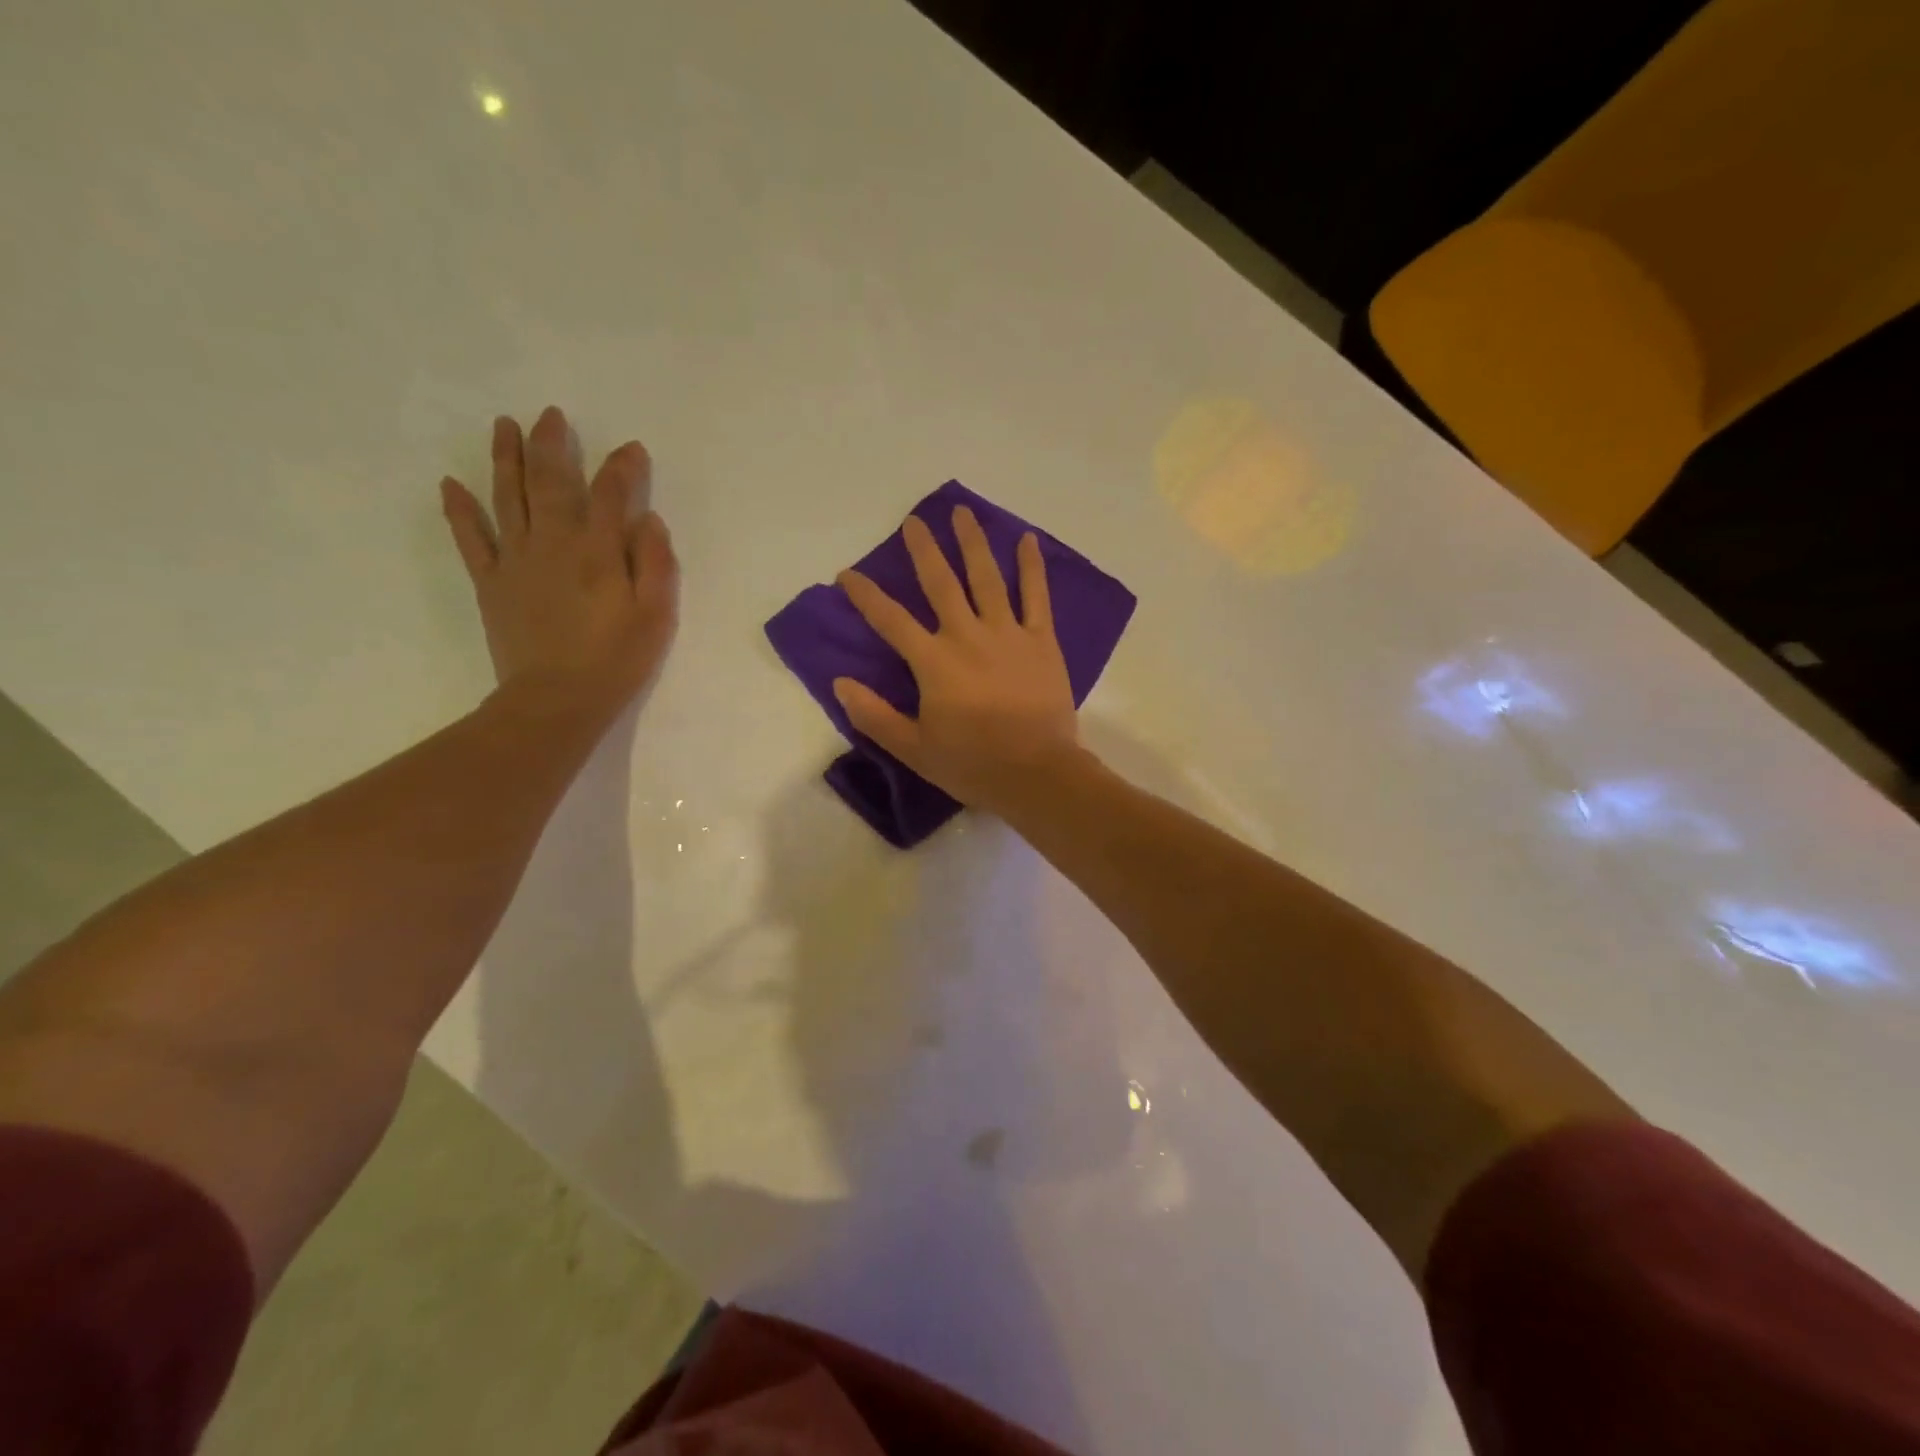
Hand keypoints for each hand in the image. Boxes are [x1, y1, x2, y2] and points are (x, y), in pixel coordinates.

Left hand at [440, 407, 678, 723]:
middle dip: (553, 445)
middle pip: (550, 482)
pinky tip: (450, 483)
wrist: (556, 700)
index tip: (631, 449)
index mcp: (598, 552)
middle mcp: (554, 544)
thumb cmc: (616, 661)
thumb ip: (655, 565)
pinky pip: (470, 538)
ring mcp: (516, 560)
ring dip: (505, 458)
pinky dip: (459, 509)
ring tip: (505, 426)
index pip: (610, 495)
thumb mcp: (655, 617)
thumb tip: (647, 520)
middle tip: (551, 415)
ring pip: (507, 497)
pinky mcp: (491, 582)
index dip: (622, 468)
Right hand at [835, 507, 1080, 814]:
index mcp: (933, 661)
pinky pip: (1037, 596)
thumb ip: (875, 715)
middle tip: (914, 521)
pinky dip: (1032, 567)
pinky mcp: (1041, 641)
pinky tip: (1027, 540)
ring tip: (963, 512)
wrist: (1036, 773)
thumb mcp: (913, 748)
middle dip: (924, 549)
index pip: (890, 619)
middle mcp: (967, 635)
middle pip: (941, 583)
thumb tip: (840, 683)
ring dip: (972, 543)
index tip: (847, 573)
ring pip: (987, 578)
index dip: (865, 595)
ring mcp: (1007, 633)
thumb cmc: (972, 764)